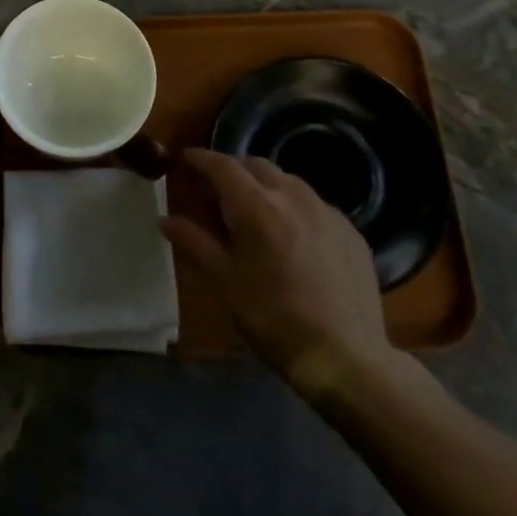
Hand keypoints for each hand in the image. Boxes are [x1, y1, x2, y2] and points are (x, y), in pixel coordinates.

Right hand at [162, 149, 402, 398]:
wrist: (346, 357)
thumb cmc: (273, 319)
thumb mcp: (224, 282)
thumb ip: (194, 242)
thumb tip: (165, 219)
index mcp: (258, 207)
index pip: (223, 166)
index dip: (201, 158)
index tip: (186, 158)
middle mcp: (294, 197)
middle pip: (257, 166)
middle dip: (233, 169)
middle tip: (216, 190)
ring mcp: (327, 212)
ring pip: (288, 182)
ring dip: (264, 186)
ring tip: (253, 211)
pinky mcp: (351, 231)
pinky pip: (314, 205)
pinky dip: (294, 207)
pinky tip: (291, 235)